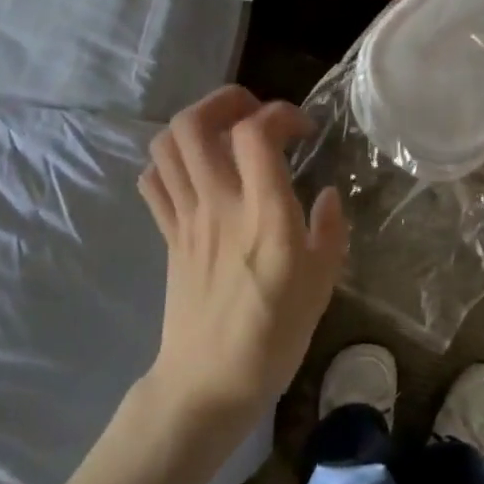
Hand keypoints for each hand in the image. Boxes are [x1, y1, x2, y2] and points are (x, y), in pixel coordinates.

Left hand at [137, 87, 347, 437]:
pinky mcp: (167, 234)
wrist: (209, 383)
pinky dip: (169, 161)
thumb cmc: (274, 335)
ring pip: (166, 146)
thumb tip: (329, 194)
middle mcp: (218, 204)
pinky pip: (153, 180)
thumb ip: (330, 230)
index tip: (302, 130)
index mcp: (263, 214)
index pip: (255, 133)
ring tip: (223, 133)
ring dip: (194, 123)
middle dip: (224, 100)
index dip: (279, 113)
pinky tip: (195, 171)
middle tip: (253, 112)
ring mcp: (185, 217)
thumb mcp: (322, 284)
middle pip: (194, 124)